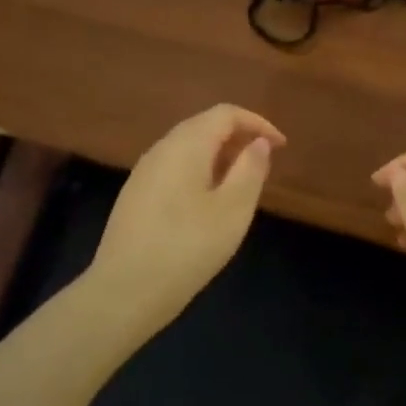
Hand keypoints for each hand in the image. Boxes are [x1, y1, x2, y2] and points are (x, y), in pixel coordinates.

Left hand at [88, 104, 285, 332]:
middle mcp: (161, 149)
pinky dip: (199, 171)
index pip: (226, 114)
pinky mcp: (135, 195)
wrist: (124, 291)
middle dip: (238, 137)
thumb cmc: (187, 248)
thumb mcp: (233, 210)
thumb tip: (259, 142)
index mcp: (186, 144)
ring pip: (187, 147)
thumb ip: (251, 169)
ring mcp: (143, 172)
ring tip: (240, 184)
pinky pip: (174, 167)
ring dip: (218, 156)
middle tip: (263, 163)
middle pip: (204, 125)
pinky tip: (207, 203)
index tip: (281, 146)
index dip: (257, 123)